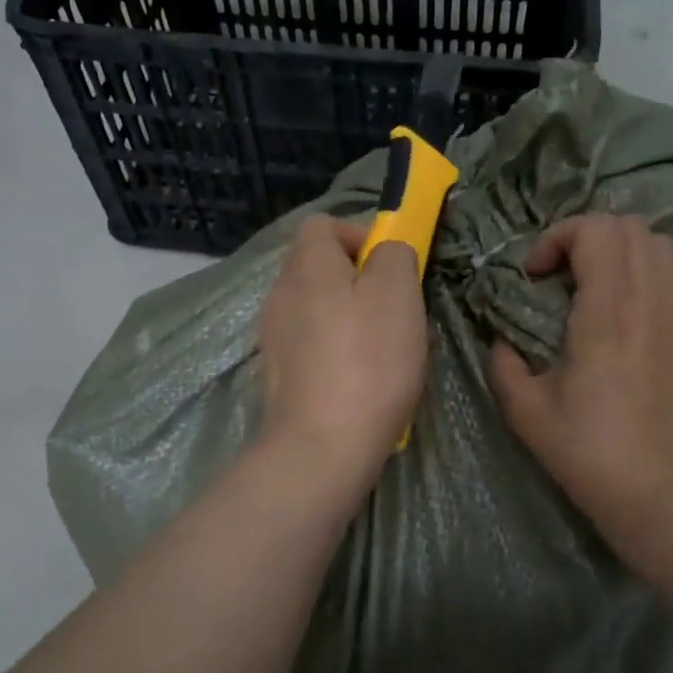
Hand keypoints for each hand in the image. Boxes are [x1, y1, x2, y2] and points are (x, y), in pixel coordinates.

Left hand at [257, 216, 427, 492]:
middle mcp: (281, 293)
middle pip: (322, 268)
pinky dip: (339, 351)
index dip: (360, 236)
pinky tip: (365, 380)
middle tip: (398, 312)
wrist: (321, 448)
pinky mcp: (279, 374)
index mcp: (306, 266)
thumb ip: (394, 255)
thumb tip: (386, 252)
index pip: (324, 224)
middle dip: (364, 282)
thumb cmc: (367, 362)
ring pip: (321, 308)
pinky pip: (314, 344)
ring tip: (387, 351)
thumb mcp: (397, 294)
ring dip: (355, 319)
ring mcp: (275, 336)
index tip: (391, 268)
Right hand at [488, 214, 672, 541]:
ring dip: (620, 250)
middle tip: (559, 274)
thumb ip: (502, 363)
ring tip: (594, 284)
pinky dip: (652, 272)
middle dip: (584, 236)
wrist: (658, 492)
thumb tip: (501, 339)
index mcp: (609, 311)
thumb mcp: (525, 410)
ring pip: (659, 244)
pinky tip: (631, 307)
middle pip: (627, 226)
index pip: (594, 230)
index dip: (556, 238)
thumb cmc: (587, 451)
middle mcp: (652, 299)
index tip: (534, 275)